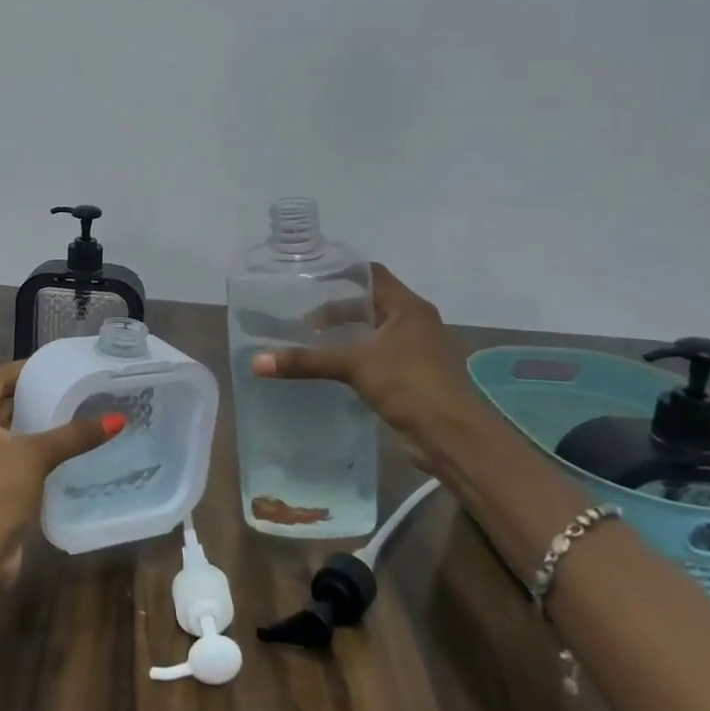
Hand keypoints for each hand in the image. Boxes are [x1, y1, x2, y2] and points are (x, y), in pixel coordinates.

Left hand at [0, 360, 121, 634]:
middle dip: (38, 397)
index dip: (30, 369)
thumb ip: (74, 435)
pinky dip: (36, 451)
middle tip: (78, 389)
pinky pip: (14, 456)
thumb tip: (118, 419)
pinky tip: (68, 448)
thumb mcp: (35, 456)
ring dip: (39, 426)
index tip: (64, 366)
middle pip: (5, 404)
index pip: (0, 378)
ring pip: (11, 432)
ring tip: (80, 414)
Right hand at [251, 264, 500, 473]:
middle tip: (303, 318)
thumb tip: (256, 362)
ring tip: (314, 342)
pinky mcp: (416, 376)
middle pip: (372, 303)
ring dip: (349, 335)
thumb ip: (306, 361)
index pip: (372, 274)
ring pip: (376, 331)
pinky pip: (381, 356)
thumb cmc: (409, 385)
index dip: (342, 273)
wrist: (453, 436)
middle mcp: (416, 322)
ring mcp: (419, 350)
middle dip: (338, 309)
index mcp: (408, 307)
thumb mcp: (353, 366)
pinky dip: (359, 356)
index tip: (309, 280)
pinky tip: (336, 369)